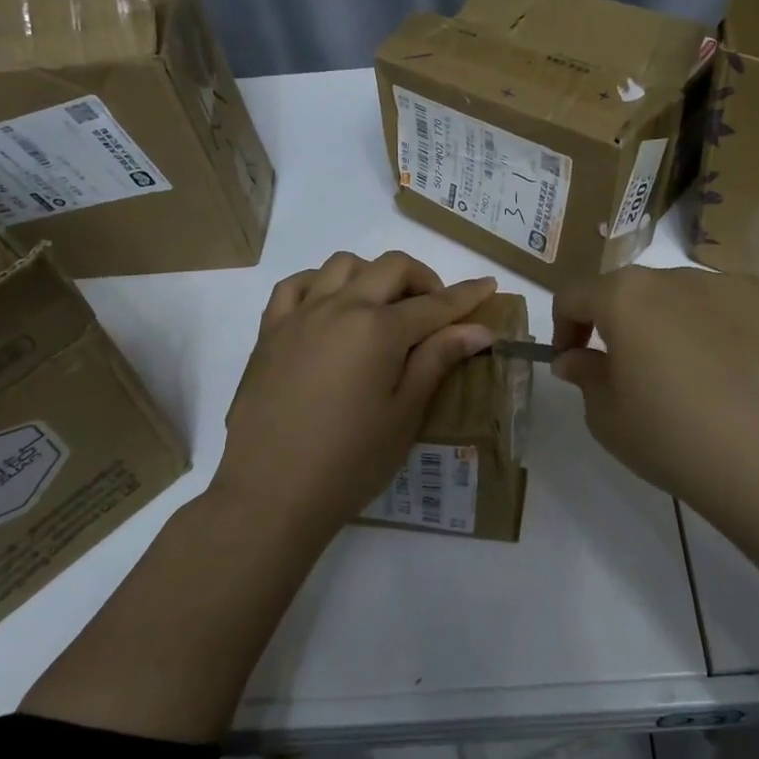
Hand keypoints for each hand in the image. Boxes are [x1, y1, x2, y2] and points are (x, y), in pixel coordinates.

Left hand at [219, 251, 498, 531]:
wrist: (270, 493)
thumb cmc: (349, 461)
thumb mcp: (404, 414)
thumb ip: (437, 360)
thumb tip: (477, 328)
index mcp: (379, 329)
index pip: (435, 304)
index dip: (466, 295)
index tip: (488, 285)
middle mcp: (340, 307)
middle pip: (391, 268)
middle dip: (423, 279)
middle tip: (436, 309)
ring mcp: (300, 315)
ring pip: (343, 265)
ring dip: (373, 275)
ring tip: (383, 307)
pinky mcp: (270, 332)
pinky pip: (296, 285)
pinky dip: (321, 283)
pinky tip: (330, 307)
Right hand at [551, 267, 758, 542]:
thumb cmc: (679, 442)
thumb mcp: (609, 419)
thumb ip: (585, 376)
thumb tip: (575, 358)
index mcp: (625, 297)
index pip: (575, 295)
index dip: (563, 328)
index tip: (571, 362)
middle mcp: (674, 276)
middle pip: (628, 292)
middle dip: (615, 325)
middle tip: (625, 374)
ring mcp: (727, 285)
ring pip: (676, 297)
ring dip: (663, 325)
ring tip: (683, 377)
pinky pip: (720, 307)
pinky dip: (709, 328)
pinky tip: (726, 373)